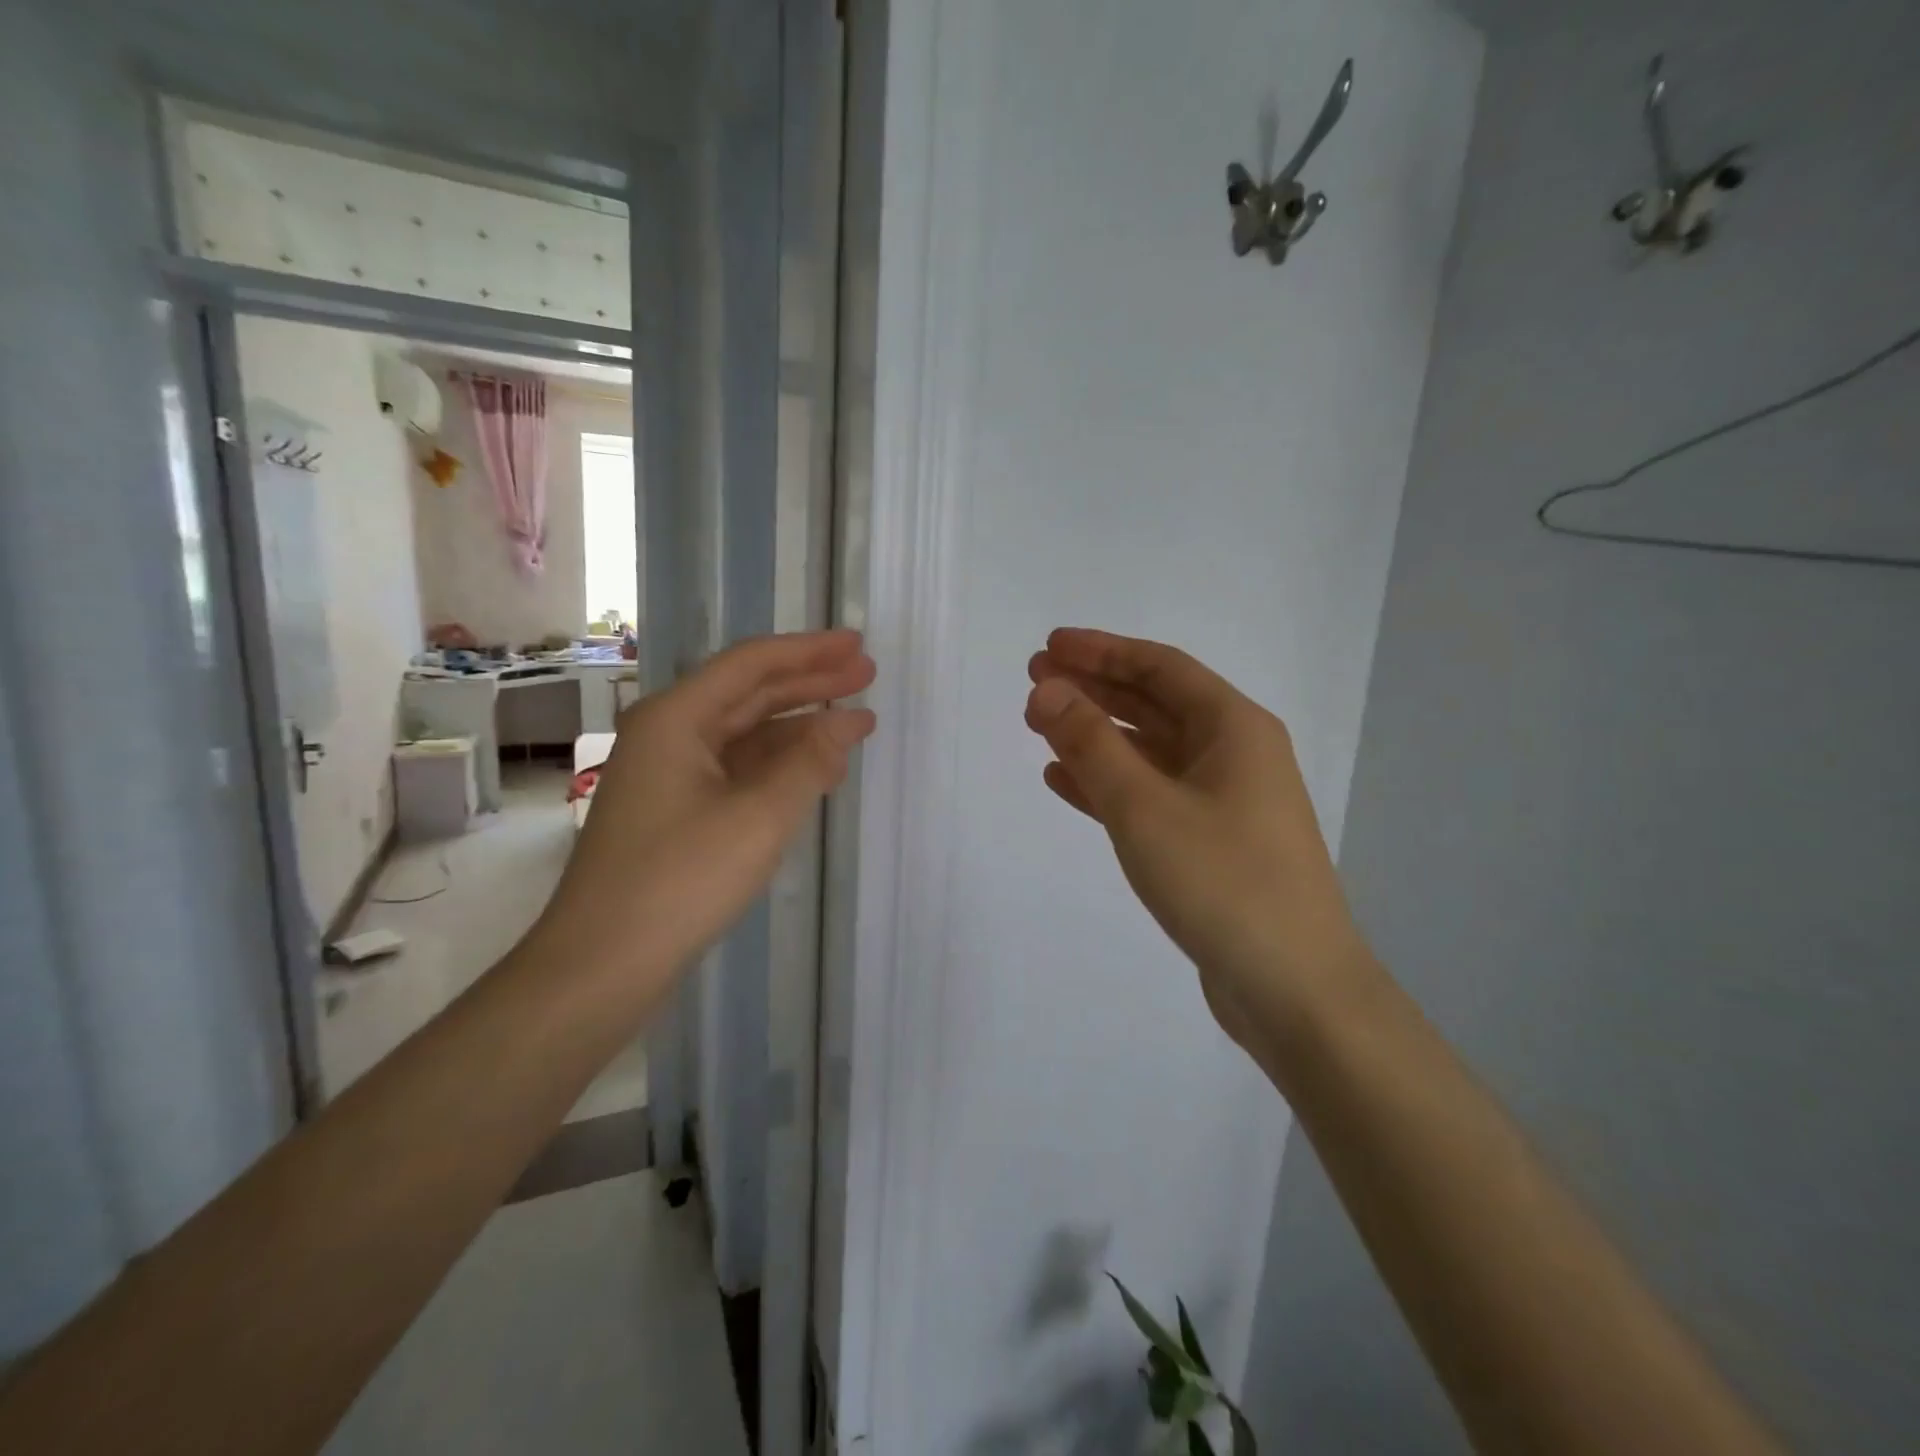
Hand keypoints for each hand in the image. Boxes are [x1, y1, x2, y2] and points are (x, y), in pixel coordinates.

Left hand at [539, 630, 875, 991]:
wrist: (602, 965)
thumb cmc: (680, 880)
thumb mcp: (758, 818)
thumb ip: (808, 764)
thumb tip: (845, 723)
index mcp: (676, 719)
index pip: (751, 665)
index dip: (809, 651)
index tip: (857, 645)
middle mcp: (669, 735)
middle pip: (749, 694)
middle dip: (810, 683)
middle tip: (866, 674)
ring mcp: (670, 775)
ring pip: (745, 735)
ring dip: (799, 728)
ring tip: (855, 724)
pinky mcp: (677, 812)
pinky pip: (737, 771)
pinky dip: (779, 767)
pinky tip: (816, 773)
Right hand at [1025, 628, 1370, 1058]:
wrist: (1294, 989)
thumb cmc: (1222, 882)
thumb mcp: (1144, 806)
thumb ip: (1089, 744)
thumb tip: (1045, 690)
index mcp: (1234, 727)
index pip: (1159, 667)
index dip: (1101, 651)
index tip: (1048, 647)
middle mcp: (1235, 754)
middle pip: (1153, 704)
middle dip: (1093, 689)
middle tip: (1033, 681)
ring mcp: (1225, 801)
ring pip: (1149, 751)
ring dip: (1096, 735)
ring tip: (1040, 725)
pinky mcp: (1211, 844)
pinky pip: (1151, 795)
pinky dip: (1108, 784)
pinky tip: (1065, 782)